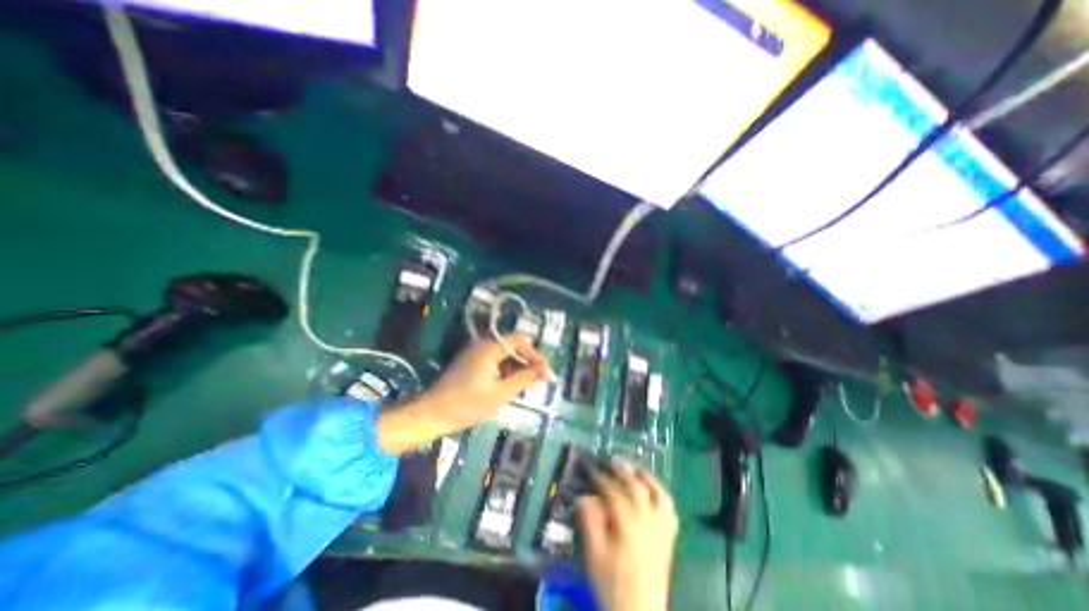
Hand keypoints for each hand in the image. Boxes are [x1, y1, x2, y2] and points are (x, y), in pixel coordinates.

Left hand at [376, 335, 548, 453]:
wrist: (432, 413)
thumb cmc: (467, 404)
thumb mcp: (501, 393)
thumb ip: (525, 378)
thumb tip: (546, 370)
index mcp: (490, 347)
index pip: (520, 340)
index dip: (535, 354)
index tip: (544, 372)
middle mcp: (483, 344)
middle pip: (513, 346)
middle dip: (527, 362)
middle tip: (536, 382)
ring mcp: (476, 352)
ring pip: (505, 355)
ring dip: (517, 368)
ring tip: (523, 388)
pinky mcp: (472, 362)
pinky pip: (495, 361)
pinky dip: (505, 372)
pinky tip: (507, 387)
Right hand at [582, 461, 678, 609]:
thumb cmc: (611, 584)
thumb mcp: (593, 554)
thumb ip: (589, 522)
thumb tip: (584, 496)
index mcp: (626, 524)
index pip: (612, 491)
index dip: (600, 477)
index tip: (591, 468)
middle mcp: (647, 520)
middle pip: (635, 487)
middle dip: (622, 470)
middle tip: (611, 459)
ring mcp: (661, 528)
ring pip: (657, 494)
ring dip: (645, 477)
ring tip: (635, 468)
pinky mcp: (669, 537)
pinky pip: (670, 510)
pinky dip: (662, 495)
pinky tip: (654, 491)